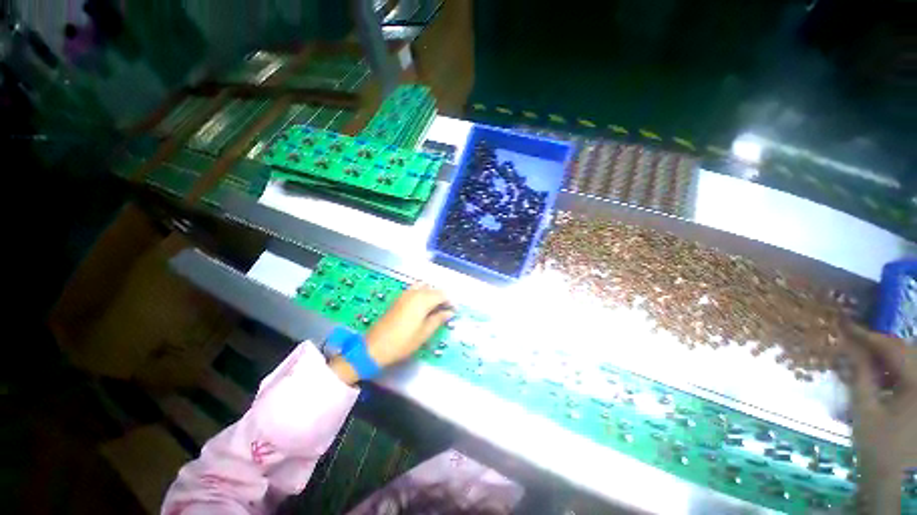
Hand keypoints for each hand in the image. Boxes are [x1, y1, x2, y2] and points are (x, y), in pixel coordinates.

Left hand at [365, 283, 453, 367]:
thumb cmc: (403, 342)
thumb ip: (438, 319)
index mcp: (422, 300)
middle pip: (433, 289)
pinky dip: (422, 294)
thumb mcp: (424, 333)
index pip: (442, 294)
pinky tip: (422, 307)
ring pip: (424, 287)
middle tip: (446, 310)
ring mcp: (405, 294)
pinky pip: (415, 290)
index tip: (454, 310)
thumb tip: (449, 312)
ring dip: (431, 294)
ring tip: (435, 308)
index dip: (450, 301)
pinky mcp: (399, 298)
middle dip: (441, 297)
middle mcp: (414, 293)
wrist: (375, 346)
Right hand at [841, 323, 915, 512]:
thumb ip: (860, 376)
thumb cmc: (877, 445)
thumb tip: (849, 346)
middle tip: (853, 339)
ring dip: (886, 355)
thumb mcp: (864, 411)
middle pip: (906, 351)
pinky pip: (910, 374)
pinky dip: (894, 369)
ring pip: (909, 360)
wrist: (893, 478)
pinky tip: (880, 376)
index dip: (869, 335)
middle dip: (879, 343)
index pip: (894, 348)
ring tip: (863, 357)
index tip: (845, 325)